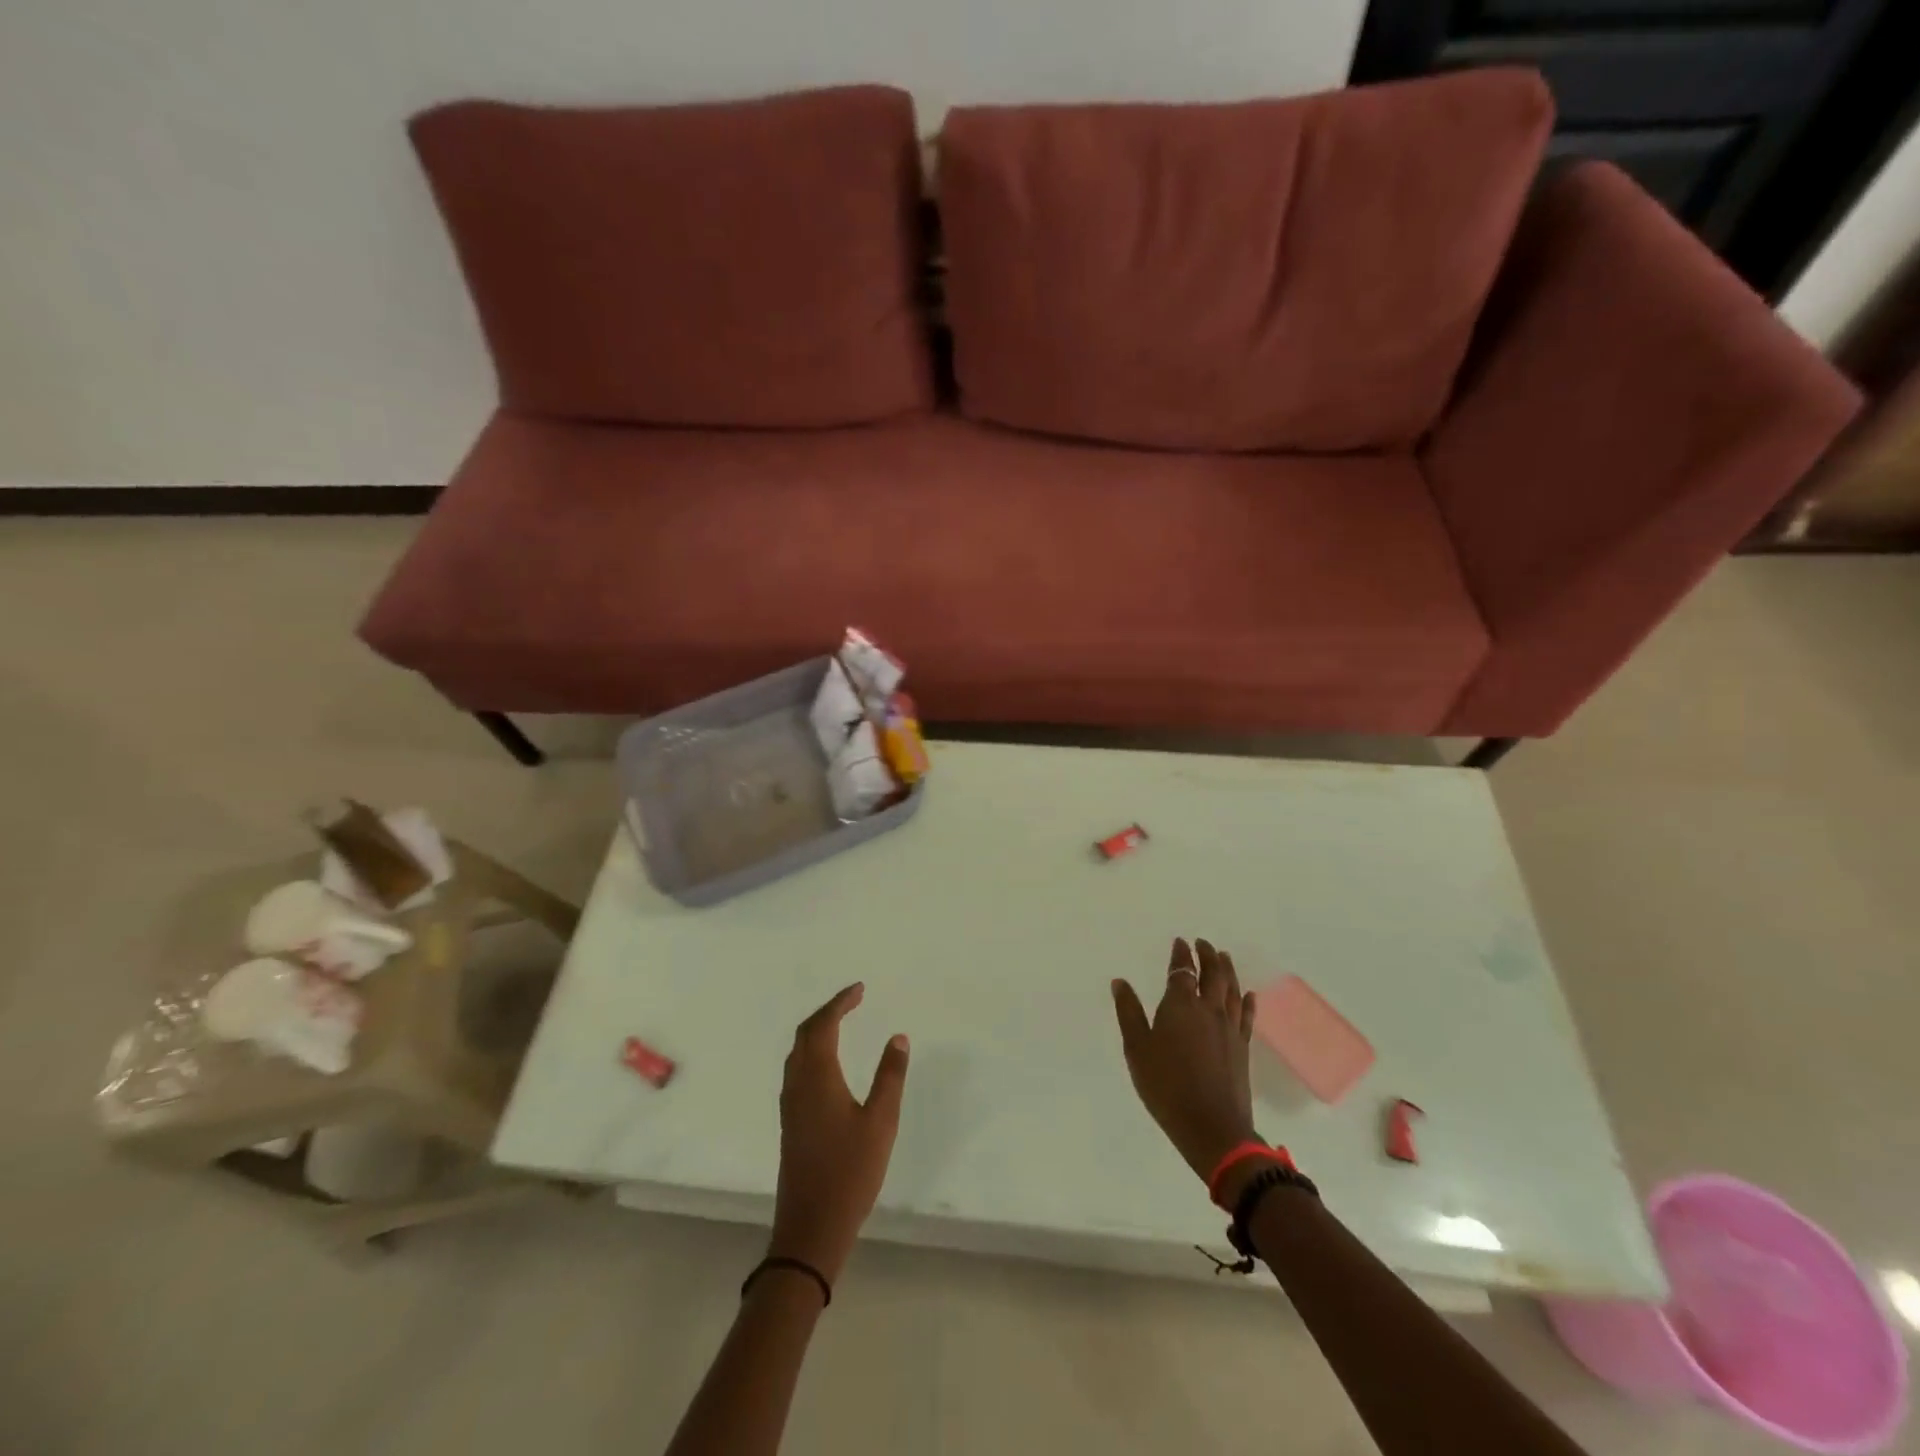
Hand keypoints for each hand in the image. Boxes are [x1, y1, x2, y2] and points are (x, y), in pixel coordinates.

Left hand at [769, 983, 909, 1284]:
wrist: (811, 1227)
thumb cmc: (850, 1172)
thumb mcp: (881, 1122)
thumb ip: (890, 1076)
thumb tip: (898, 1037)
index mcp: (817, 1077)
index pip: (823, 1025)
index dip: (840, 1002)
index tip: (860, 989)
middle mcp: (797, 1084)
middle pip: (805, 1034)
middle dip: (827, 1011)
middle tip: (853, 1000)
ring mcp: (790, 1105)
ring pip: (797, 1053)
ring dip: (817, 1030)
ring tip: (842, 1022)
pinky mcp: (790, 1122)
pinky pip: (797, 1070)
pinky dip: (812, 1051)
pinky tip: (828, 1064)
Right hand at [1112, 939, 1259, 1183]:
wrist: (1211, 1126)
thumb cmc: (1166, 1086)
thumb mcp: (1137, 1049)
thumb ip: (1129, 1013)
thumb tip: (1120, 982)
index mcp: (1180, 1006)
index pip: (1182, 971)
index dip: (1181, 955)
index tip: (1180, 942)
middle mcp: (1208, 1010)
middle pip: (1213, 974)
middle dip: (1208, 955)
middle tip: (1204, 943)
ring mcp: (1229, 1028)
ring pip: (1232, 990)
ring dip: (1228, 970)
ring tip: (1224, 957)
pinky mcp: (1242, 1048)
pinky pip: (1246, 1016)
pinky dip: (1246, 1001)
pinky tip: (1248, 994)